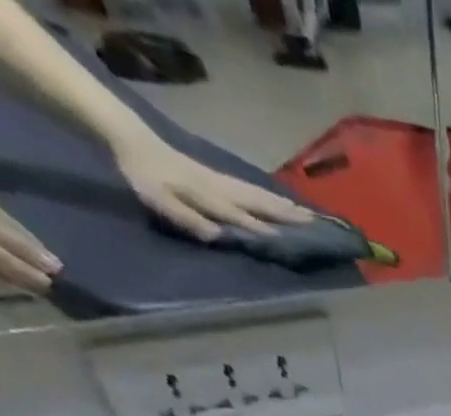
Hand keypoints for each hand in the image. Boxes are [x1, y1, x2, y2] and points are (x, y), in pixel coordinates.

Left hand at [112, 133, 313, 239]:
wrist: (132, 139)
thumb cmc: (144, 176)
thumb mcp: (159, 200)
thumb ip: (188, 218)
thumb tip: (219, 237)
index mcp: (211, 199)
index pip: (245, 218)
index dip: (269, 230)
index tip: (296, 242)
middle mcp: (224, 190)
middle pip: (261, 204)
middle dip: (289, 216)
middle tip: (317, 226)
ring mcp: (225, 182)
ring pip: (261, 196)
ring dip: (286, 206)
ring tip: (309, 215)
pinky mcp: (222, 179)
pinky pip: (254, 190)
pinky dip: (273, 196)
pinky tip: (283, 200)